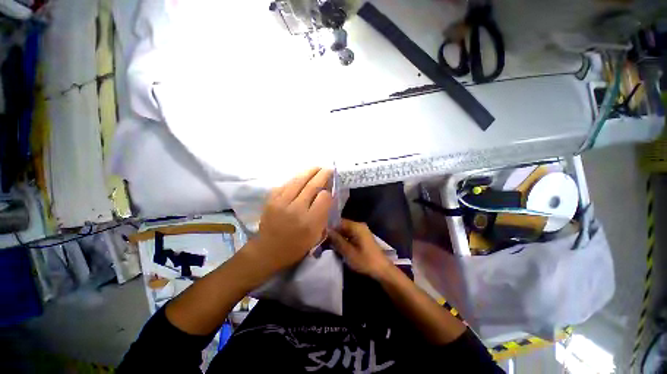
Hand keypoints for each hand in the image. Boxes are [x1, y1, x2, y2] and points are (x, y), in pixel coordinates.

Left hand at [247, 168, 332, 273]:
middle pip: (312, 186)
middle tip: (328, 169)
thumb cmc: (296, 246)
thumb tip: (327, 196)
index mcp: (310, 222)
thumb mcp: (316, 236)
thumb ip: (323, 215)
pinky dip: (295, 179)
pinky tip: (301, 177)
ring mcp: (281, 203)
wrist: (268, 250)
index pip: (323, 198)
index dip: (328, 192)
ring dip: (309, 172)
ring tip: (316, 168)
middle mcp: (296, 209)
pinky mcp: (271, 200)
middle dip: (322, 175)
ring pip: (298, 181)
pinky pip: (286, 184)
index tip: (329, 190)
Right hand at [329, 219, 392, 278]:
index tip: (321, 234)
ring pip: (345, 231)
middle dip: (333, 232)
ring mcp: (361, 231)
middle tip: (323, 240)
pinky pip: (350, 235)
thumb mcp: (348, 252)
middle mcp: (359, 226)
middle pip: (342, 225)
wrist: (382, 269)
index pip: (339, 222)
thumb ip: (337, 240)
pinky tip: (338, 246)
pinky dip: (344, 239)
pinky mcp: (362, 237)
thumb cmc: (365, 261)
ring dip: (338, 237)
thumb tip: (327, 231)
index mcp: (356, 226)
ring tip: (328, 244)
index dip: (329, 227)